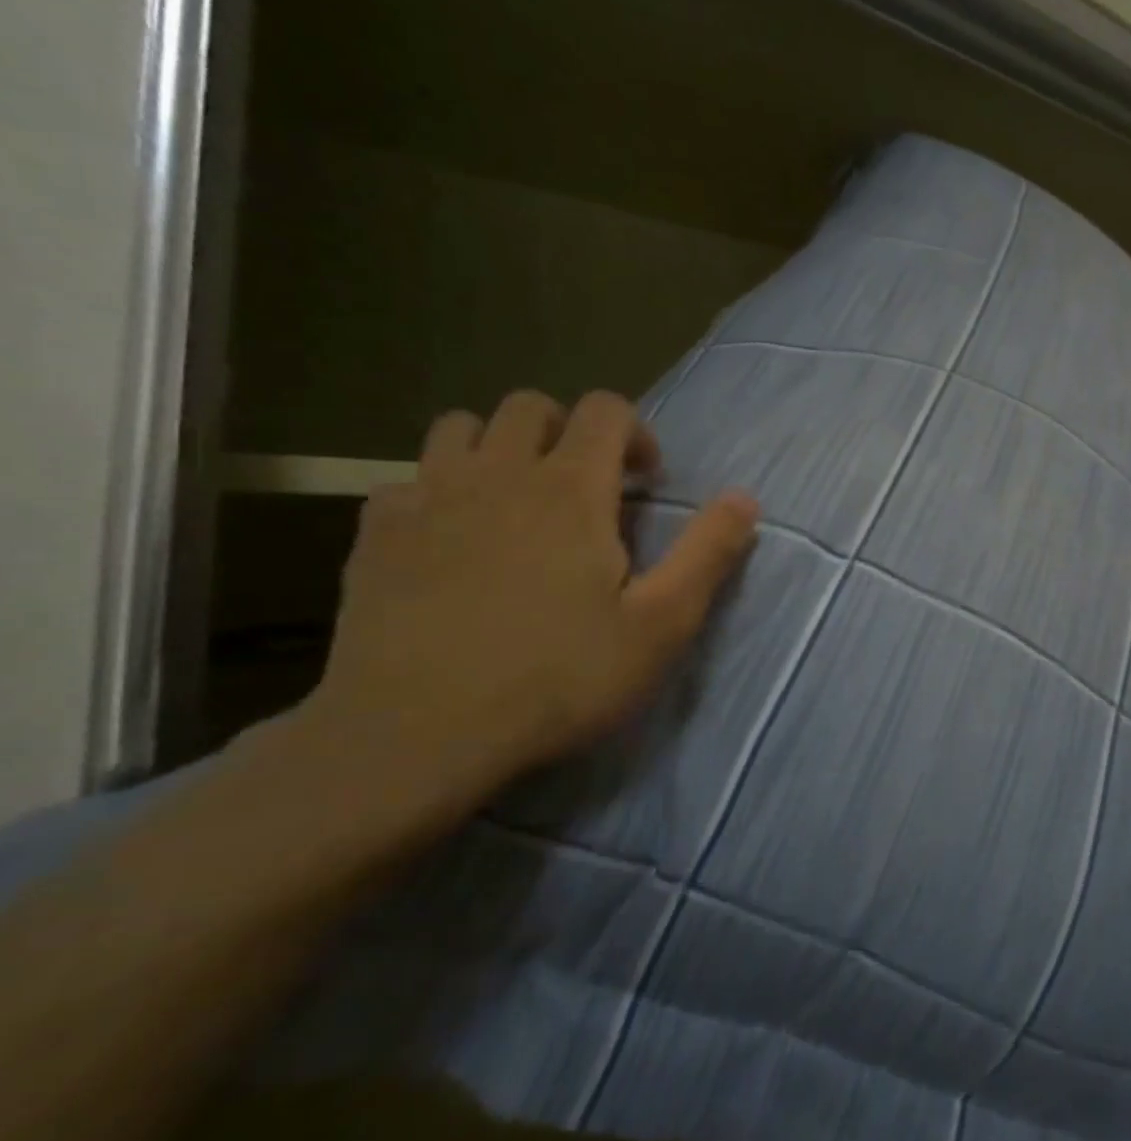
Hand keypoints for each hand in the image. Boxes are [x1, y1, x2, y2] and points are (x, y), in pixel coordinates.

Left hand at [296, 389, 757, 820]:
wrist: (415, 735)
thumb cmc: (557, 677)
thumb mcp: (660, 625)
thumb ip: (707, 554)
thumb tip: (745, 498)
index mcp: (571, 488)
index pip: (605, 409)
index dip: (634, 432)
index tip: (644, 483)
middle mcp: (498, 473)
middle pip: (530, 405)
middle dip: (567, 429)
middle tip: (585, 487)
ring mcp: (429, 498)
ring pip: (460, 428)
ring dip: (497, 446)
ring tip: (515, 500)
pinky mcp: (375, 535)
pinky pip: (408, 480)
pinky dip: (436, 491)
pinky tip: (449, 539)